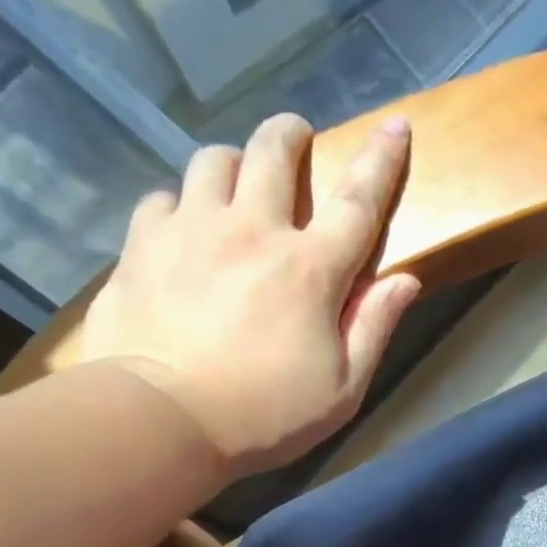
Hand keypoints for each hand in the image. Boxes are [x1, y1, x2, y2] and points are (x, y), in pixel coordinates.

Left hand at [76, 112, 420, 480]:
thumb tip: (405, 281)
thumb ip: (374, 329)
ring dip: (233, 165)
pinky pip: (162, 198)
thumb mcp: (341, 389)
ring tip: (236, 187)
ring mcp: (191, 230)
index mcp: (310, 270)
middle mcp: (252, 231)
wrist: (160, 420)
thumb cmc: (265, 414)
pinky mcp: (141, 245)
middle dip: (290, 135)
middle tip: (296, 140)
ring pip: (213, 161)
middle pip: (273, 152)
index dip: (382, 162)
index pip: (358, 202)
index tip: (396, 125)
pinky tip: (182, 230)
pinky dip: (180, 205)